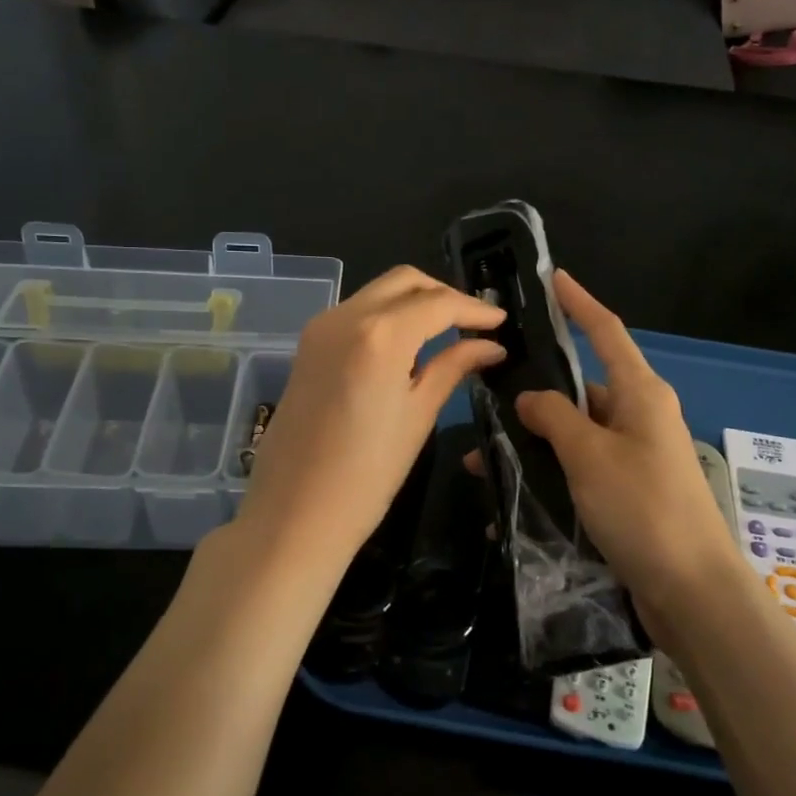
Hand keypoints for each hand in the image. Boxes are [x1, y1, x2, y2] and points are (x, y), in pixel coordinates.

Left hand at [233, 266, 504, 579]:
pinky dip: (388, 316)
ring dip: (414, 302)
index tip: (502, 322)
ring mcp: (320, 328)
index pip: (437, 303)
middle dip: (443, 294)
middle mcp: (345, 316)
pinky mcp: (308, 345)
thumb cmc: (367, 475)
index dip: (474, 309)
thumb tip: (489, 345)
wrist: (294, 514)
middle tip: (475, 323)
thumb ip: (453, 367)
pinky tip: (408, 344)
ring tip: (447, 332)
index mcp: (379, 334)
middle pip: (404, 281)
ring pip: (377, 292)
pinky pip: (356, 312)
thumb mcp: (418, 416)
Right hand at [501, 273, 742, 626]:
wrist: (693, 592)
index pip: (606, 331)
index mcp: (640, 393)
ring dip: (533, 446)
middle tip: (484, 401)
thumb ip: (554, 417)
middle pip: (581, 390)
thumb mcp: (590, 455)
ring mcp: (635, 457)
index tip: (553, 278)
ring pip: (574, 436)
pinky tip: (509, 505)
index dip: (579, 302)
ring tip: (483, 464)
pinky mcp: (628, 493)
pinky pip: (580, 472)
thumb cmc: (643, 508)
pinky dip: (549, 480)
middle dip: (534, 397)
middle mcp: (640, 417)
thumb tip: (530, 397)